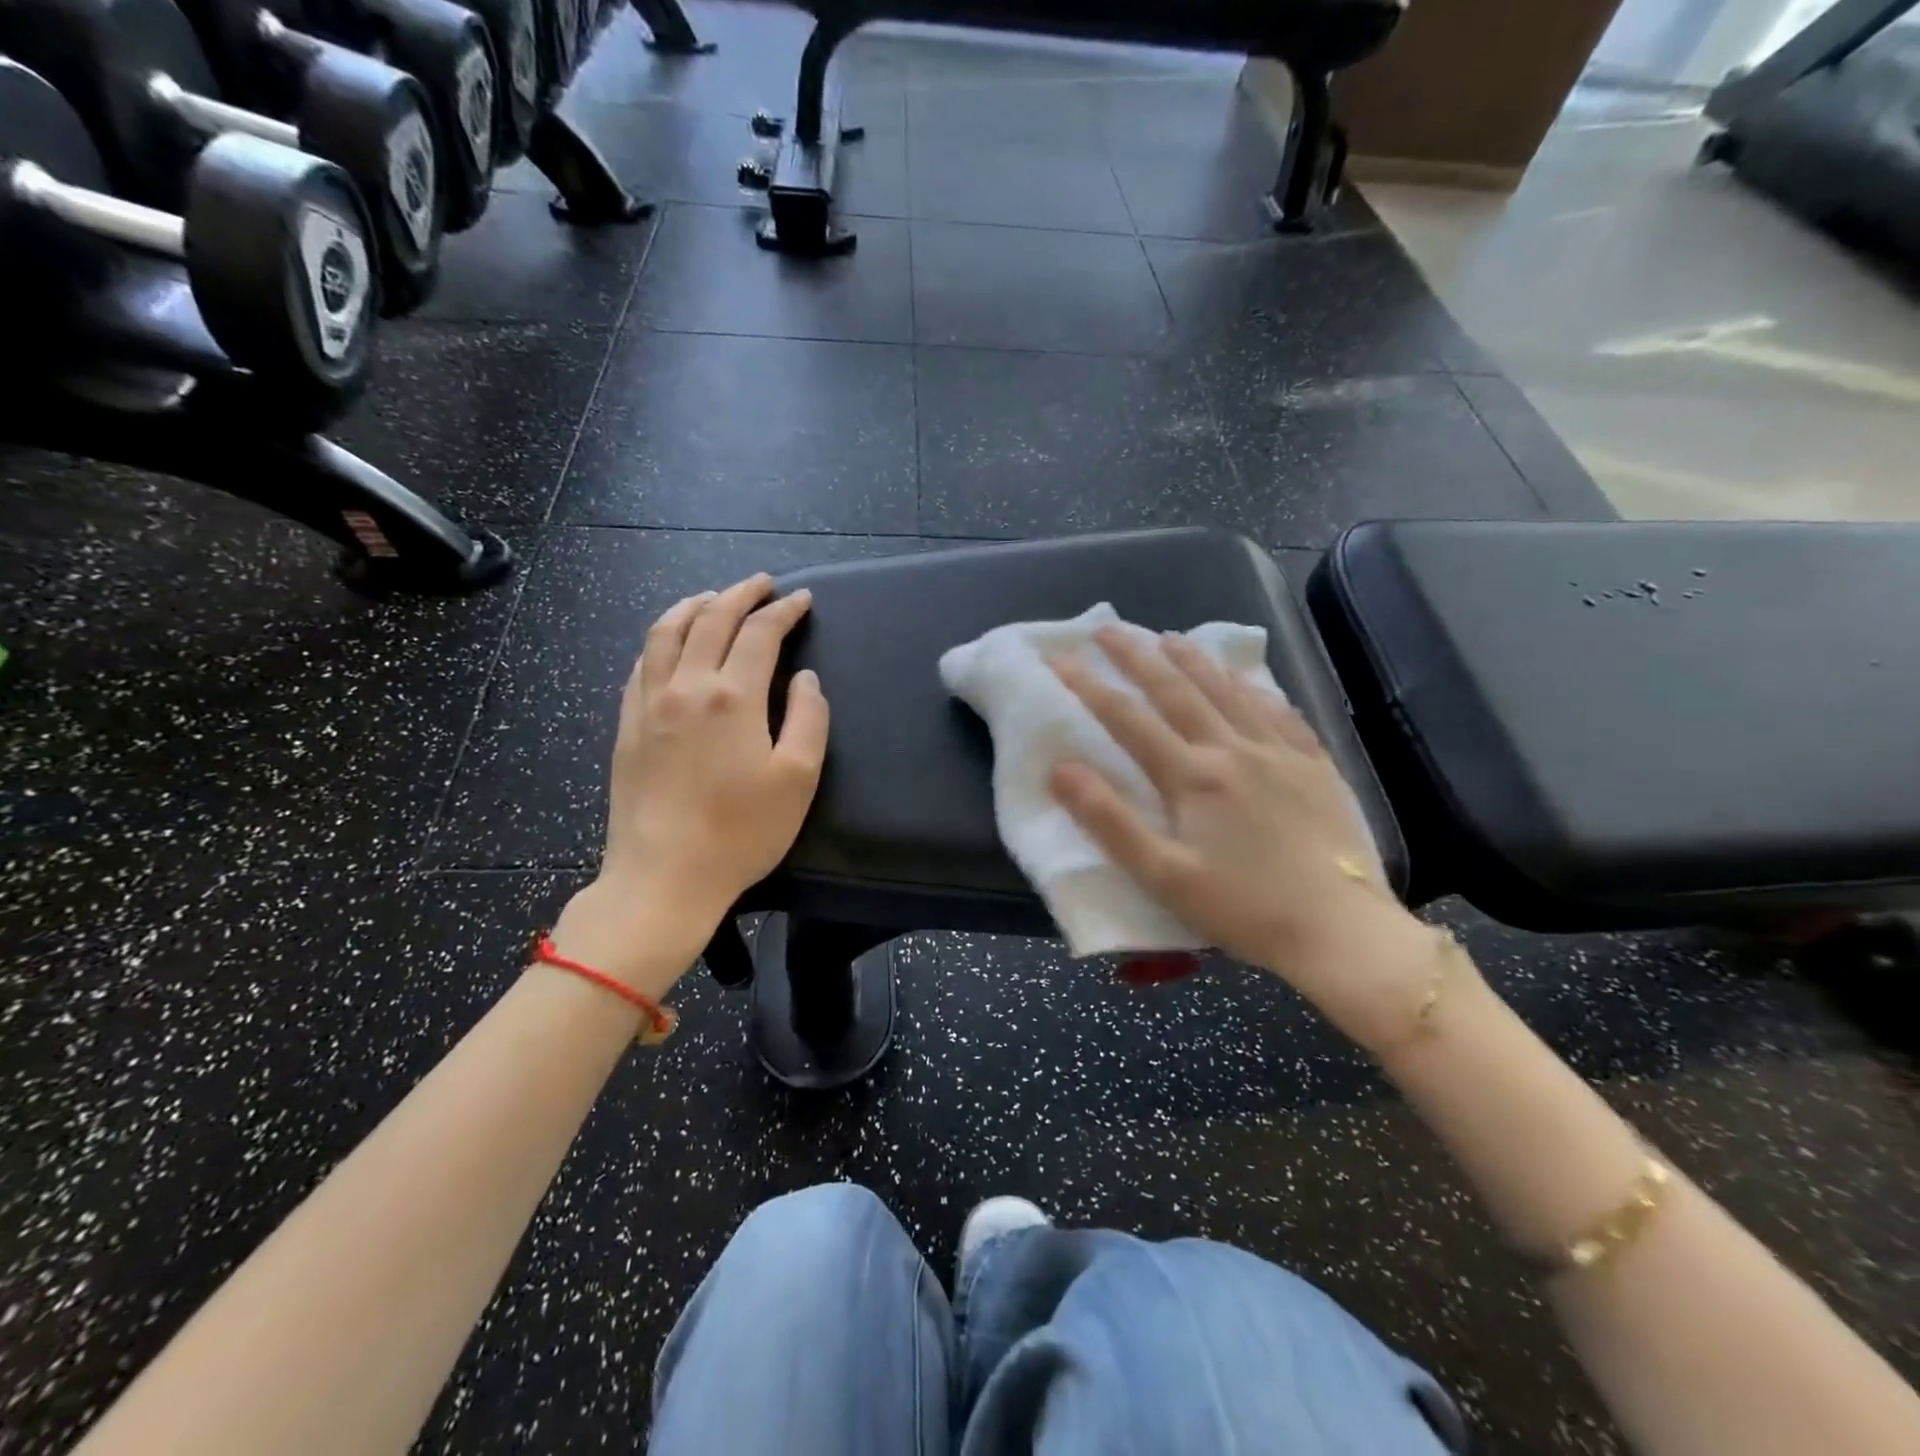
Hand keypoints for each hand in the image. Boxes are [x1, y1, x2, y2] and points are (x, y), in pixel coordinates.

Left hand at [553, 575, 828, 991]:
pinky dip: (660, 639)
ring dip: (693, 606)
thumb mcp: (797, 779)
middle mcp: (686, 686)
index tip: (801, 599)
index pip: (759, 633)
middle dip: (739, 594)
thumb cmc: (741, 832)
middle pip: (711, 619)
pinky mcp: (627, 725)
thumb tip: (805, 679)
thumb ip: (808, 720)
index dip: (783, 611)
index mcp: (732, 696)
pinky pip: (640, 663)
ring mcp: (648, 703)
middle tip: (762, 584)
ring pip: (665, 632)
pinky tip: (669, 643)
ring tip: (712, 598)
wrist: (664, 876)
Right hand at [1049, 627, 1446, 1052]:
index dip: (1089, 685)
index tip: (1060, 657)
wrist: (1340, 930)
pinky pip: (1281, 713)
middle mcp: (1233, 749)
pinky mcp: (1316, 766)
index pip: (1128, 718)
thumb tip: (1060, 767)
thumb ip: (1108, 820)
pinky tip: (1249, 682)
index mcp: (1192, 776)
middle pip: (1177, 690)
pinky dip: (1256, 690)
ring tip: (1170, 637)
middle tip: (1107, 629)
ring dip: (1195, 660)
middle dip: (1137, 656)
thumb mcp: (1162, 875)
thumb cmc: (1242, 908)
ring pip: (1229, 692)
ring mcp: (1280, 753)